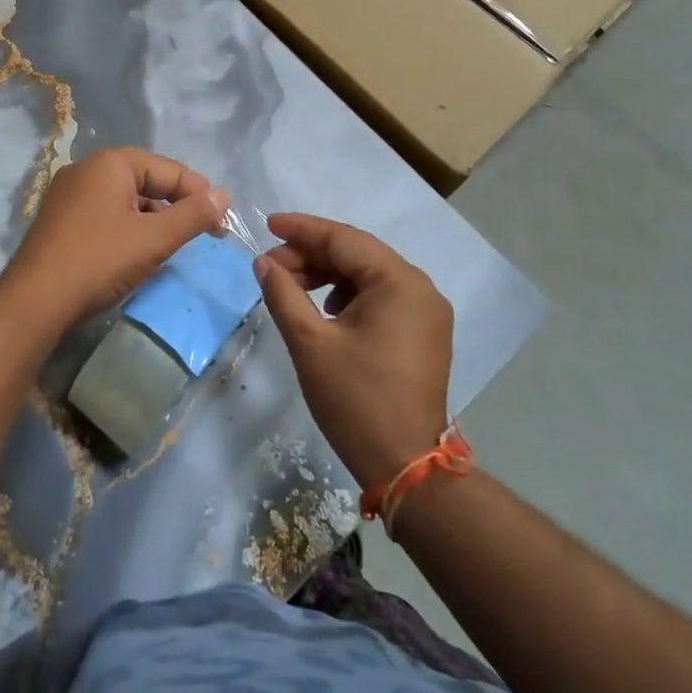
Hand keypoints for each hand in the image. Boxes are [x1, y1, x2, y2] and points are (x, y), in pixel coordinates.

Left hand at [0, 148, 230, 330]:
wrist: (35, 301)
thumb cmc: (100, 260)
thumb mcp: (154, 239)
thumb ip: (193, 215)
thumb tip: (225, 196)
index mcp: (110, 163)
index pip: (169, 169)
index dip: (200, 194)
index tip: (222, 223)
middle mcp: (87, 169)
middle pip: (146, 181)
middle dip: (175, 207)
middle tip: (201, 235)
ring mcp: (68, 194)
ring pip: (125, 199)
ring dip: (152, 220)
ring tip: (170, 247)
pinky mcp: (59, 220)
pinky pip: (105, 214)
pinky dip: (127, 229)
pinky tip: (136, 254)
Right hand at [255, 213, 453, 489]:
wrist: (406, 467)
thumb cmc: (356, 400)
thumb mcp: (310, 343)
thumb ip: (284, 294)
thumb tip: (264, 262)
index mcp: (399, 282)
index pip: (344, 239)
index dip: (302, 230)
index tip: (267, 225)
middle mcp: (420, 288)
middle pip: (358, 254)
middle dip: (312, 255)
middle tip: (272, 266)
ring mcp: (426, 312)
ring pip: (368, 275)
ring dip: (328, 274)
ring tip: (292, 288)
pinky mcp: (423, 333)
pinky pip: (381, 297)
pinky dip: (348, 295)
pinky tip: (325, 310)